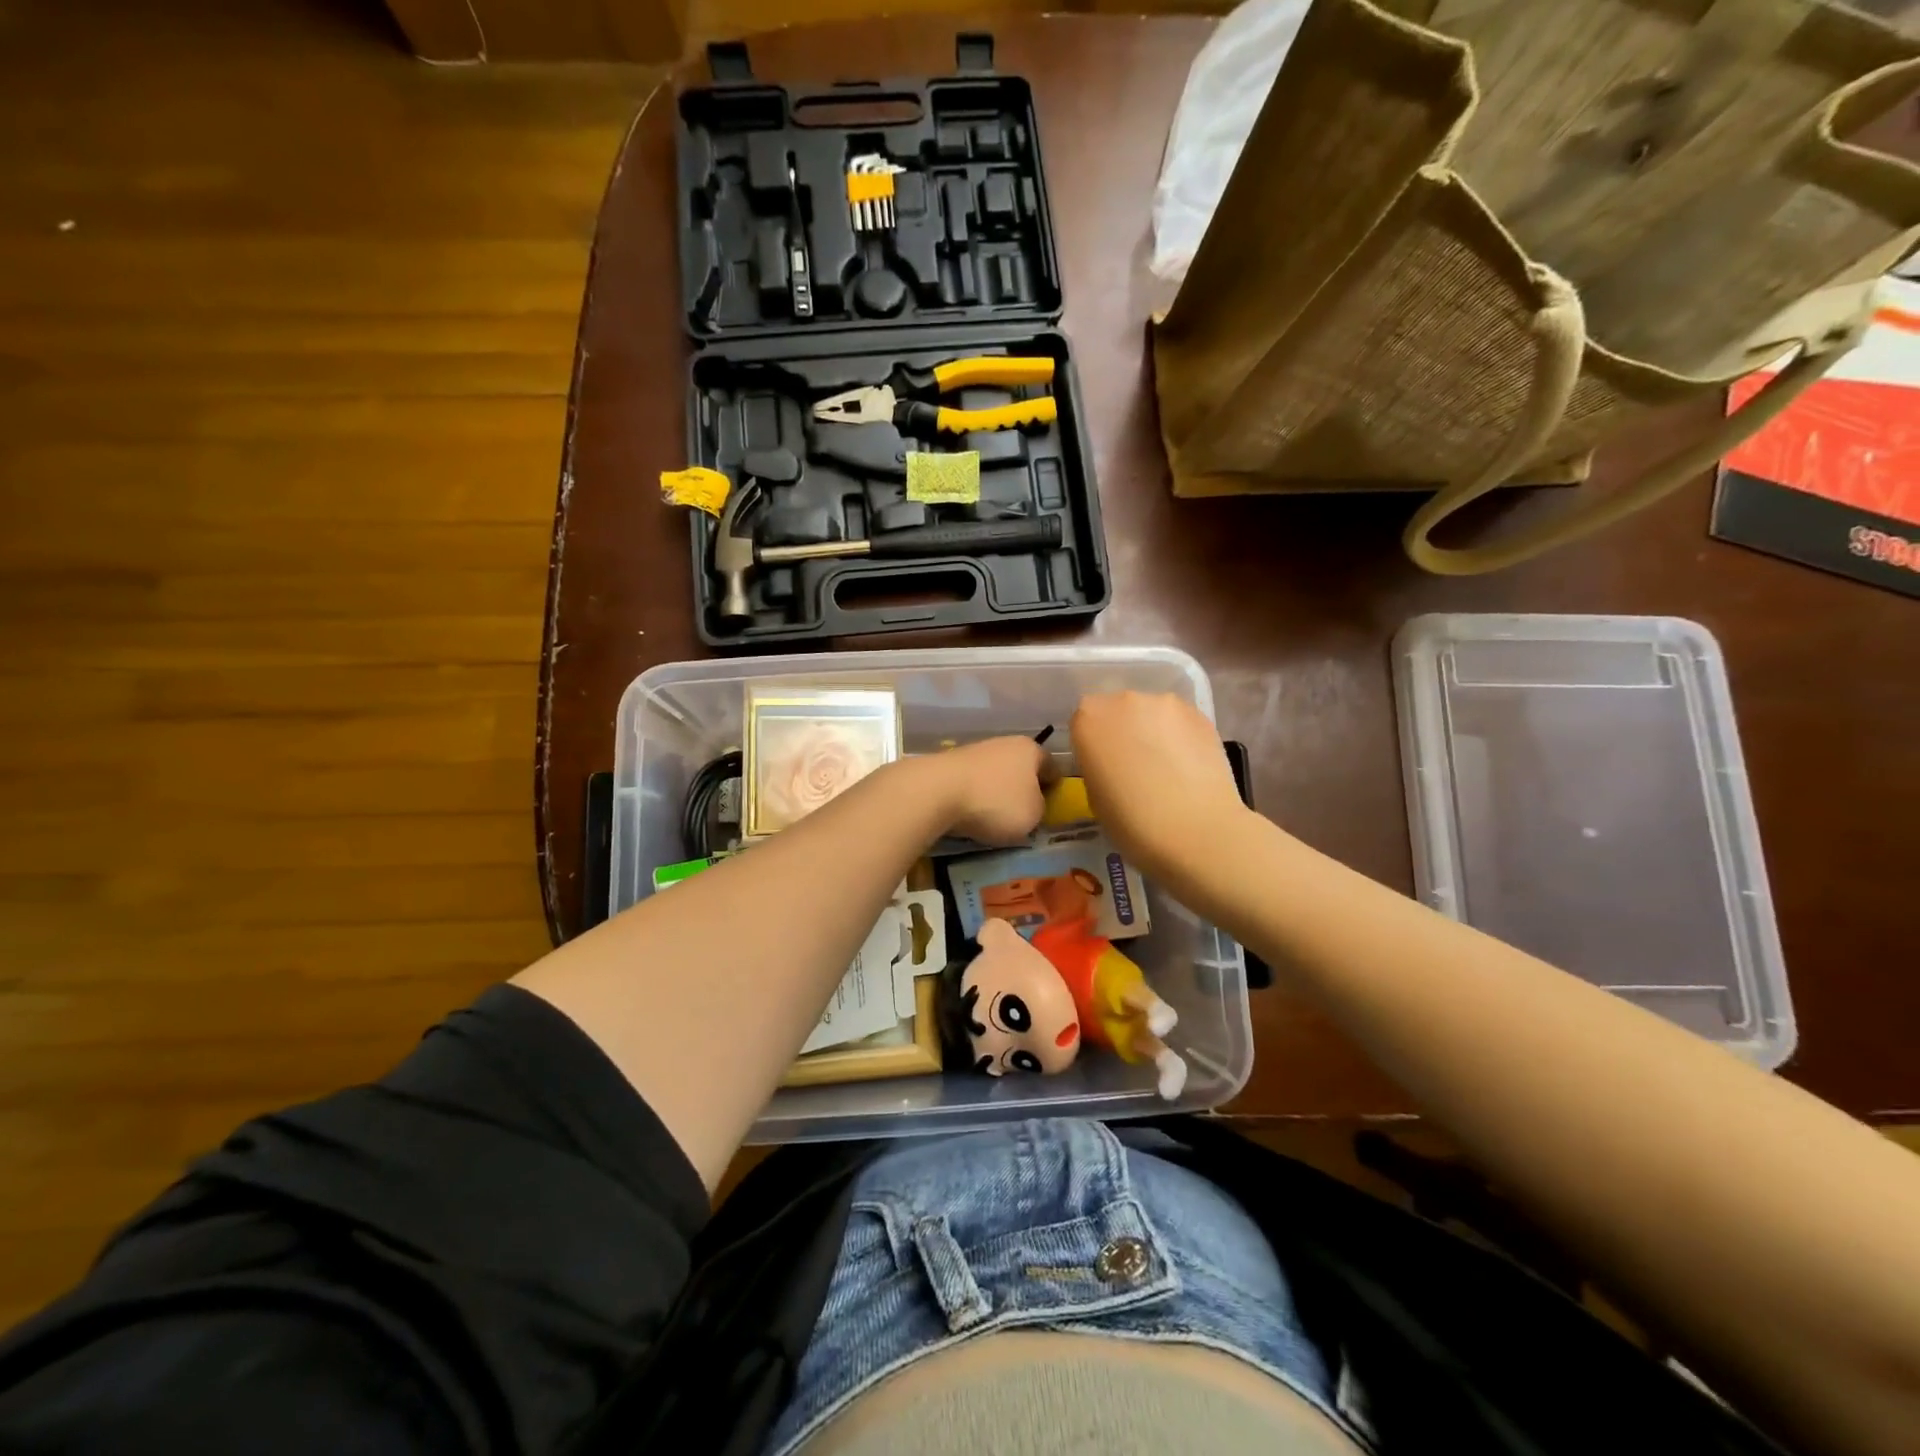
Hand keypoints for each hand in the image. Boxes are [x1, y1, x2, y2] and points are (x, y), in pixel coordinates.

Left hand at [930, 736, 1049, 844]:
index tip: (1053, 805)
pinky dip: (974, 797)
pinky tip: (971, 813)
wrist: (936, 792)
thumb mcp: (1033, 815)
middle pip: (1021, 768)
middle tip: (1025, 813)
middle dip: (1023, 788)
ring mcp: (974, 751)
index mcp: (1030, 749)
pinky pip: (972, 783)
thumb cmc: (996, 802)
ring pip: (995, 774)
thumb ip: (1040, 809)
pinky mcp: (950, 764)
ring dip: (996, 792)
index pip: (1052, 766)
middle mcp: (1004, 743)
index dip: (1055, 786)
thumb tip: (1031, 805)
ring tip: (995, 818)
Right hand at [1070, 692, 1248, 880]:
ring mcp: (1165, 703)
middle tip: (1133, 766)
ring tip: (1166, 767)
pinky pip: (1179, 722)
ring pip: (1151, 713)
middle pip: (1117, 710)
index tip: (1102, 767)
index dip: (1092, 745)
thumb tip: (1112, 762)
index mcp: (1088, 719)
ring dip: (1152, 732)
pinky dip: (1179, 737)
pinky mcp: (1200, 713)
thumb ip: (1097, 765)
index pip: (1082, 722)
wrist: (1196, 832)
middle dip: (1122, 732)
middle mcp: (1123, 700)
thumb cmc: (1132, 824)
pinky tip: (1188, 766)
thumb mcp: (1094, 797)